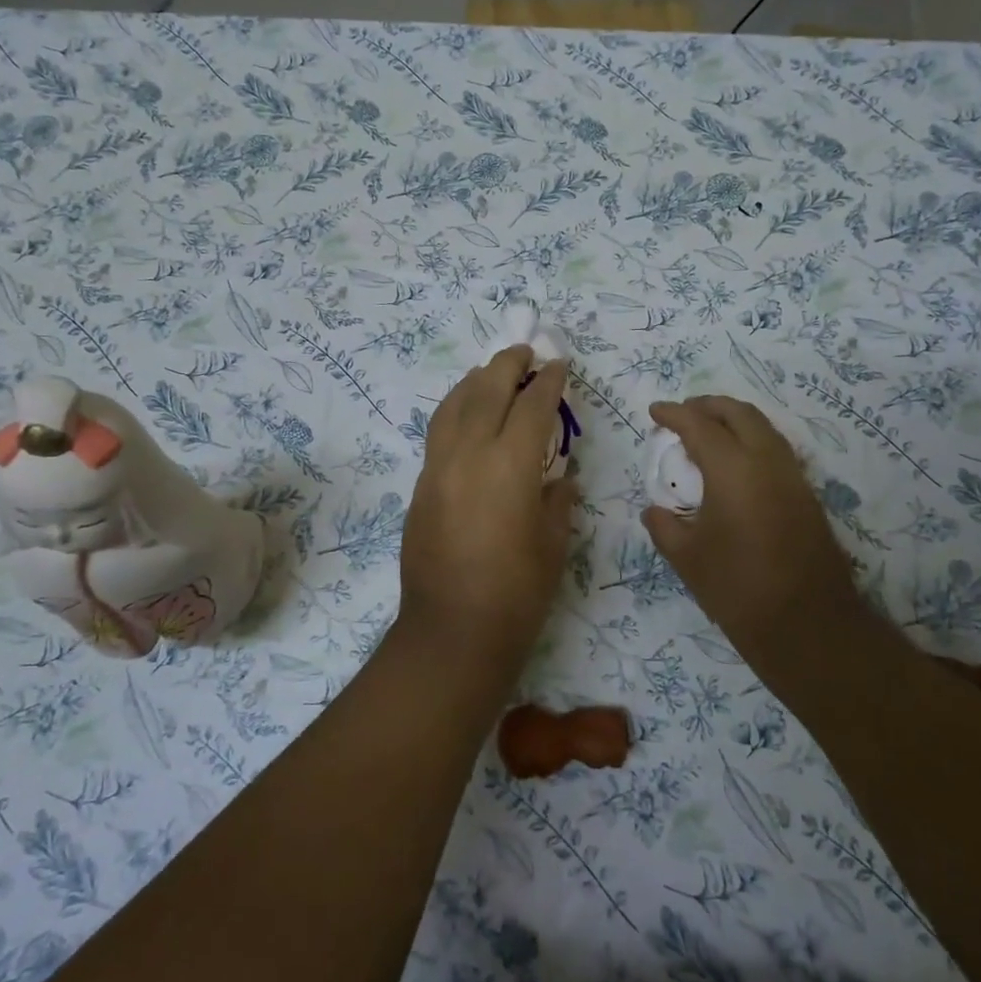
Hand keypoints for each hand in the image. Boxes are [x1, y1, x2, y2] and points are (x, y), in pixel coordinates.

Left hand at [398, 346, 578, 662]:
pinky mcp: (420, 485)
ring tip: (491, 373)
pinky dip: (455, 410)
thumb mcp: (553, 543)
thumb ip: (557, 499)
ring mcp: (438, 467)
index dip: (549, 381)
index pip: (533, 406)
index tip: (560, 364)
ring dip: (475, 381)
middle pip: (487, 391)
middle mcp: (469, 454)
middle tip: (525, 351)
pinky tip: (466, 414)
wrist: (452, 630)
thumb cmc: (517, 592)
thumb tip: (558, 477)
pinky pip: (438, 432)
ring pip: (453, 405)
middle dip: (508, 365)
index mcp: (511, 465)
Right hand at [642, 396, 863, 669]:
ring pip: (764, 429)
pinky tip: (734, 465)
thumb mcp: (687, 558)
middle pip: (740, 414)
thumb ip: (664, 526)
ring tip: (707, 433)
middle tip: (683, 412)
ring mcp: (793, 478)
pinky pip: (776, 451)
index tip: (654, 411)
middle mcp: (767, 463)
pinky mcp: (807, 497)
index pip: (699, 425)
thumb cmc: (737, 589)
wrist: (808, 626)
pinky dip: (751, 442)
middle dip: (708, 405)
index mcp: (733, 470)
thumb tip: (655, 511)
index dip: (674, 414)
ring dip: (733, 421)